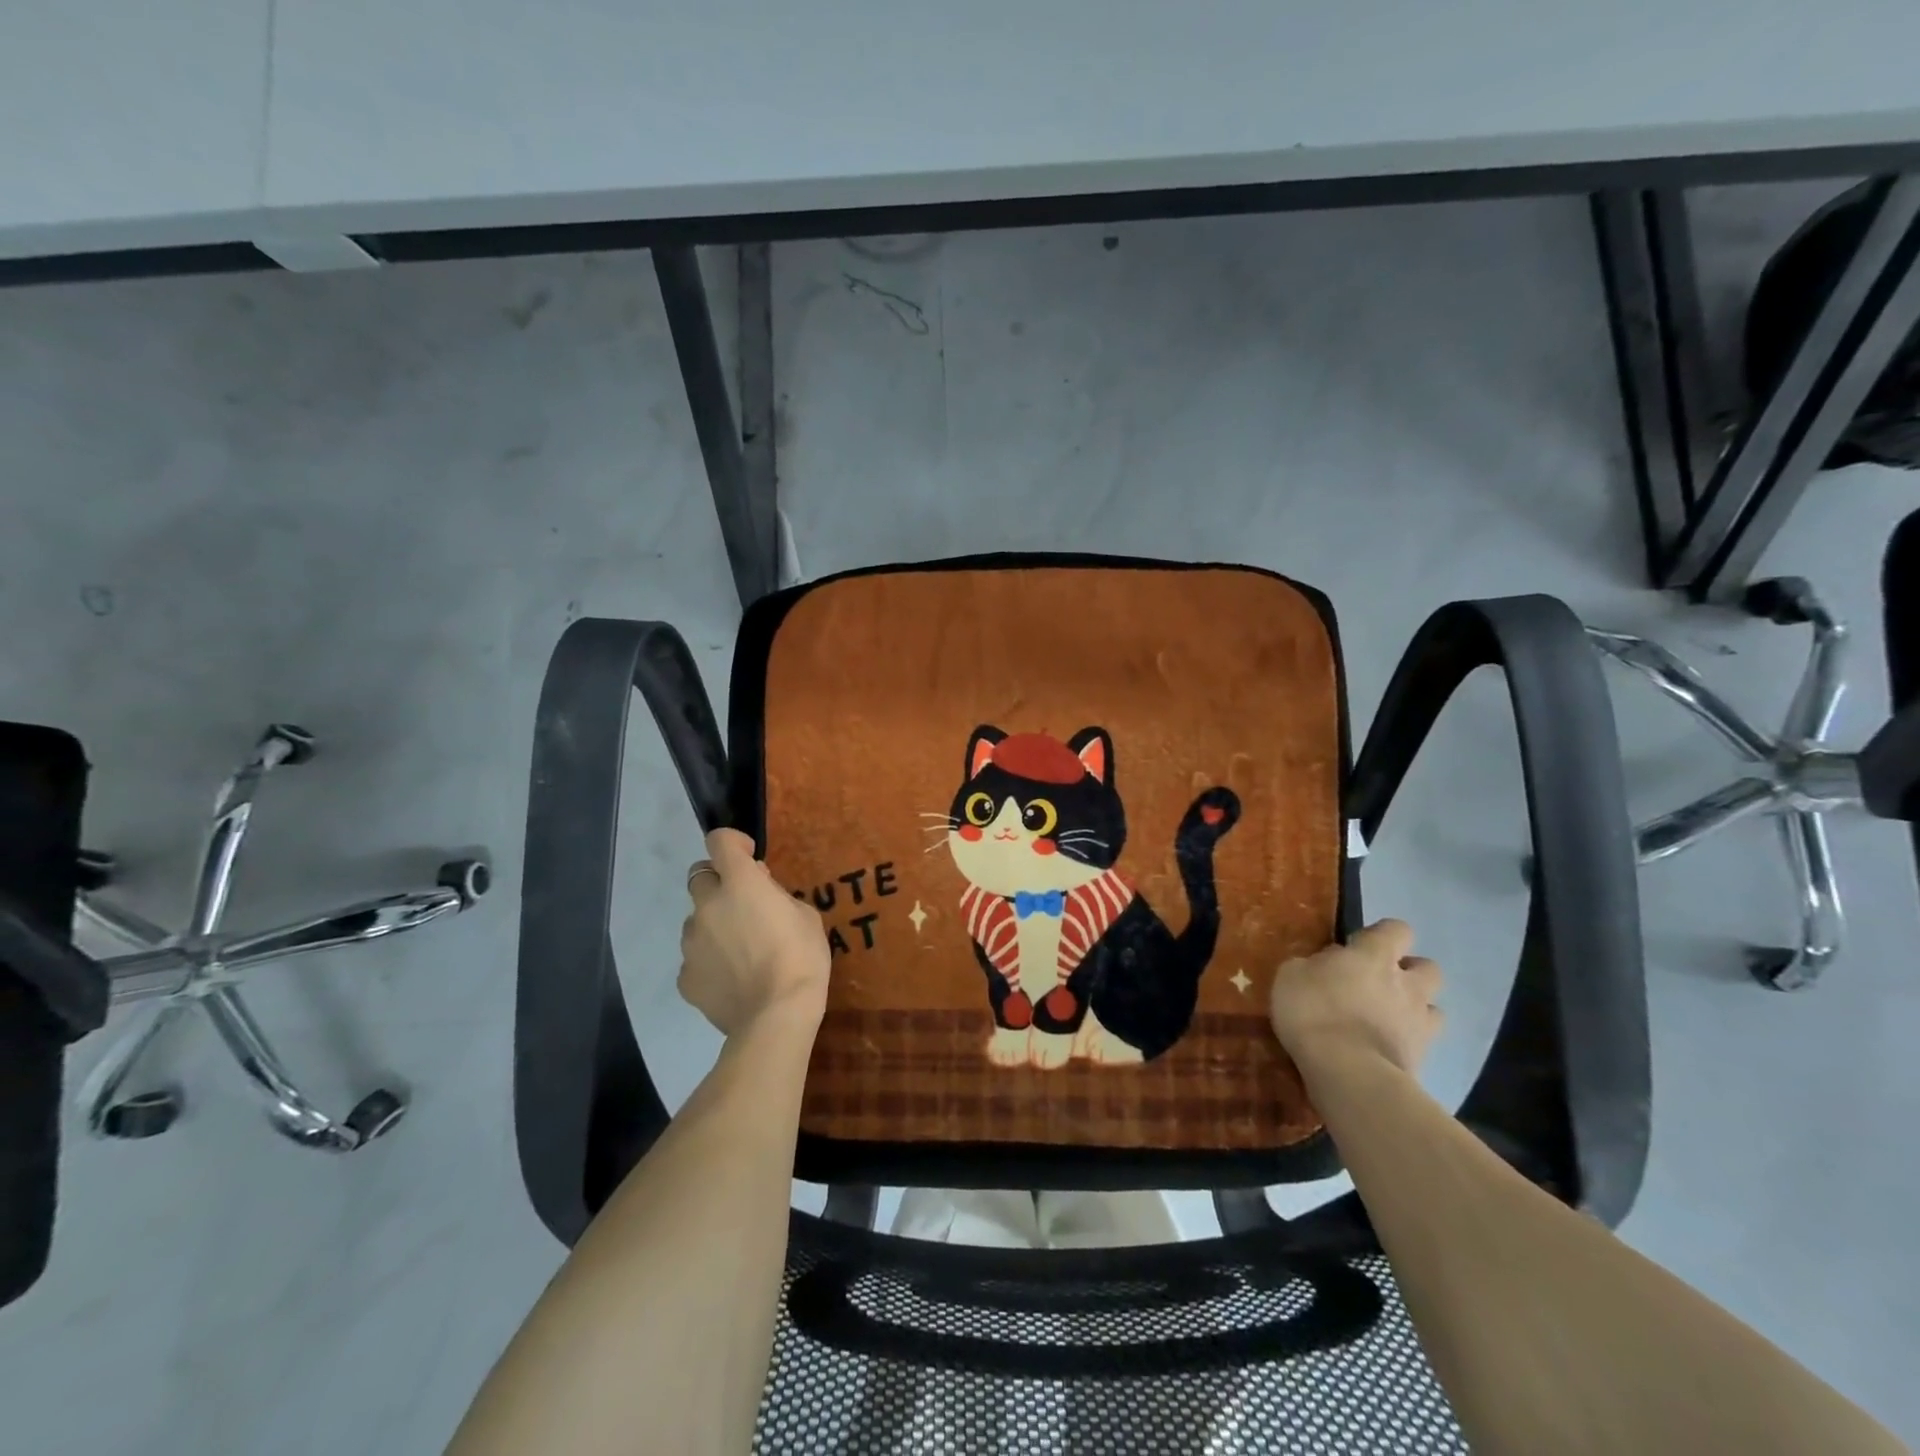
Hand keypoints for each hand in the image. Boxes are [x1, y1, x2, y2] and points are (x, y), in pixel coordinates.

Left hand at [679, 829, 829, 1038]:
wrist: (777, 1016)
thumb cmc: (801, 958)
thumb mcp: (806, 915)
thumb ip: (778, 896)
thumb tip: (760, 891)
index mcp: (740, 884)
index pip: (720, 841)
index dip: (732, 843)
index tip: (748, 857)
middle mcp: (708, 906)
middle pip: (699, 877)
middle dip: (719, 884)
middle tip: (744, 905)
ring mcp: (692, 942)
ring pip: (696, 921)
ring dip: (714, 924)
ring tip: (740, 950)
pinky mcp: (686, 977)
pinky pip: (695, 958)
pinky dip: (709, 961)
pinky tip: (732, 978)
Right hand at [1269, 919, 1443, 1080]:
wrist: (1348, 1072)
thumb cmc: (1314, 1010)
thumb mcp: (1291, 975)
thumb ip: (1314, 964)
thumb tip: (1327, 965)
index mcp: (1375, 955)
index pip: (1397, 929)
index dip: (1382, 935)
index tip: (1358, 947)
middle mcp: (1406, 983)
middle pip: (1428, 967)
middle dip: (1409, 973)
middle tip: (1379, 983)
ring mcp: (1420, 1022)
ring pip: (1434, 1007)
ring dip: (1415, 1009)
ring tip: (1387, 1019)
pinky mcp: (1423, 1058)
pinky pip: (1423, 1042)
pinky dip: (1408, 1042)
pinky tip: (1384, 1049)